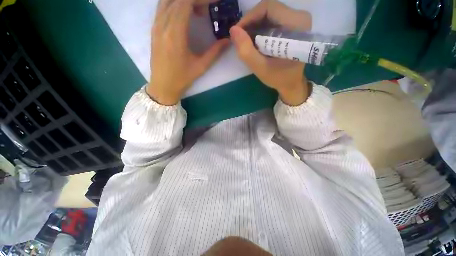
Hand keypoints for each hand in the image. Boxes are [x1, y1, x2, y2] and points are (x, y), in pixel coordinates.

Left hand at [147, 0, 229, 104]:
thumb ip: (215, 52)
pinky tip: (185, 15)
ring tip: (198, 11)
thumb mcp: (201, 67)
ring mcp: (156, 25)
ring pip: (167, 0)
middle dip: (195, 0)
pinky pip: (163, 7)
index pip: (185, 2)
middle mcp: (162, 25)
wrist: (162, 86)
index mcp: (175, 34)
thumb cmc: (182, 79)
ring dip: (183, 1)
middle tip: (207, 9)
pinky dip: (175, 5)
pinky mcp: (154, 29)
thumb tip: (228, 40)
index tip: (214, 3)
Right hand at [230, 0, 311, 105]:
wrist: (291, 83)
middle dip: (251, 22)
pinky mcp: (293, 24)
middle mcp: (300, 17)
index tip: (237, 32)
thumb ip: (246, 51)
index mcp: (296, 25)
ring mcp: (297, 19)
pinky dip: (260, 28)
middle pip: (268, 9)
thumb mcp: (260, 68)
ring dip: (254, 25)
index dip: (249, 17)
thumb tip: (233, 30)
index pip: (268, 8)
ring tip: (247, 41)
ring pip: (269, 13)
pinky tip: (255, 40)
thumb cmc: (278, 77)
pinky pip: (272, 19)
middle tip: (241, 38)